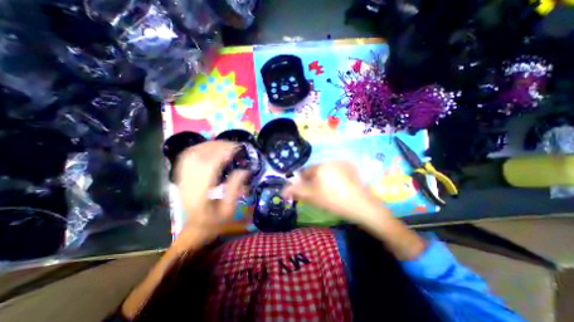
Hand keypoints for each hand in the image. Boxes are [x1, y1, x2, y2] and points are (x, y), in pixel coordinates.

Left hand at [172, 141, 248, 251]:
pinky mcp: (182, 176)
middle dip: (217, 146)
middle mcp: (188, 183)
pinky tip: (209, 147)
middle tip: (233, 144)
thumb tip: (245, 170)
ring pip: (191, 154)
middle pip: (198, 156)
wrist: (196, 227)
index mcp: (200, 194)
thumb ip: (236, 189)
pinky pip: (186, 156)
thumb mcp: (229, 209)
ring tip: (224, 144)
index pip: (209, 166)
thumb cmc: (215, 220)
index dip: (222, 153)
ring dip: (208, 145)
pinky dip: (199, 148)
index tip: (236, 148)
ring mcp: (182, 178)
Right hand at [282, 161, 390, 225]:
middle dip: (314, 181)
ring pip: (326, 171)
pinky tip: (341, 188)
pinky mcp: (351, 168)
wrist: (362, 206)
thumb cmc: (334, 200)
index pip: (305, 173)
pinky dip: (335, 178)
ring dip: (325, 179)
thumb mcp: (312, 197)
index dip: (304, 184)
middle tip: (320, 194)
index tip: (309, 193)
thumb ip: (296, 192)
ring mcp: (343, 163)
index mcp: (320, 166)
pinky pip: (337, 171)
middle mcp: (330, 161)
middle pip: (316, 171)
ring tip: (331, 192)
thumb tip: (283, 191)